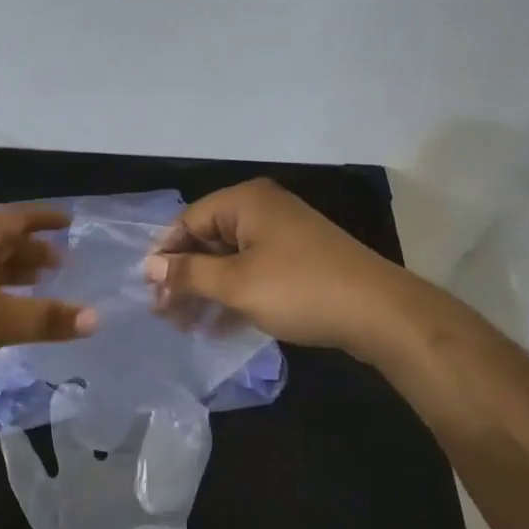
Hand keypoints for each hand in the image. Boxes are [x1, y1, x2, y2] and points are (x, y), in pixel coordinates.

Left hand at [0, 206, 96, 383]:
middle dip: (32, 249)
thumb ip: (46, 318)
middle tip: (61, 263)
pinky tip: (2, 310)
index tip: (71, 223)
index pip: (17, 217)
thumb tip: (95, 318)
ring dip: (13, 271)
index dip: (45, 220)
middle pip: (1, 240)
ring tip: (40, 284)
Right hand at [144, 178, 393, 353]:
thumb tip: (149, 266)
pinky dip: (233, 295)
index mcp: (246, 202)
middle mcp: (263, 210)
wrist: (379, 313)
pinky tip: (216, 327)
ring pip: (230, 260)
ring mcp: (283, 236)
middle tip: (163, 312)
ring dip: (206, 291)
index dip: (165, 253)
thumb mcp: (235, 284)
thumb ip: (189, 273)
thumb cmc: (299, 289)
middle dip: (185, 276)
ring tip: (184, 325)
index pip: (189, 220)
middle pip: (208, 240)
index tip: (148, 288)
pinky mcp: (298, 261)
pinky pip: (253, 272)